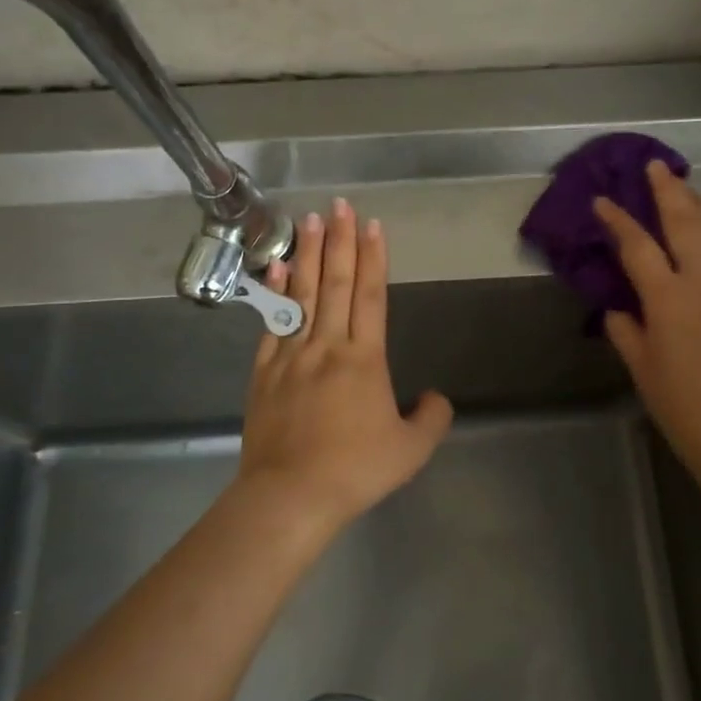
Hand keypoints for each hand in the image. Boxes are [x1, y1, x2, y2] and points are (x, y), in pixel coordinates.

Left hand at [238, 198, 454, 533]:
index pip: (370, 296)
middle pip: (336, 283)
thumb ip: (431, 418)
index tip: (372, 225)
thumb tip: (436, 397)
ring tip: (309, 220)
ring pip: (303, 294)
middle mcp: (328, 345)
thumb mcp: (410, 450)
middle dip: (340, 241)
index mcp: (364, 358)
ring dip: (308, 254)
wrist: (290, 496)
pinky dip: (277, 292)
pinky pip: (272, 322)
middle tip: (341, 204)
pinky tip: (278, 268)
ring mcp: (292, 355)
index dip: (373, 258)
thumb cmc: (355, 470)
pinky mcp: (264, 371)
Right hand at [594, 161, 700, 491]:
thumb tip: (619, 308)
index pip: (638, 245)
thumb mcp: (642, 369)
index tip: (602, 200)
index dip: (618, 219)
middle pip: (687, 220)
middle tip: (655, 166)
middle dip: (668, 190)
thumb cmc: (685, 408)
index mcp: (670, 298)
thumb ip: (625, 330)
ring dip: (700, 203)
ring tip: (686, 187)